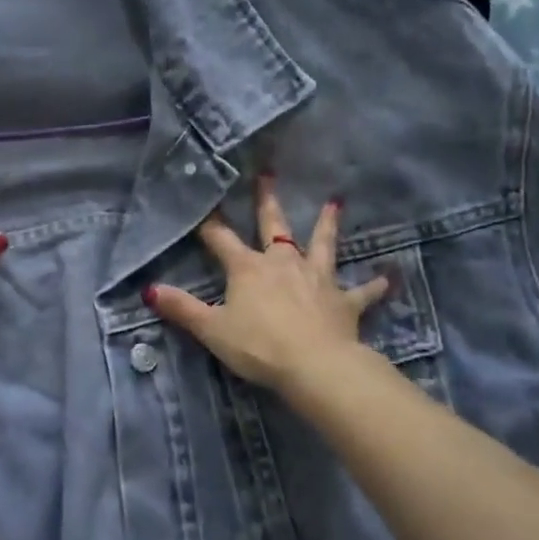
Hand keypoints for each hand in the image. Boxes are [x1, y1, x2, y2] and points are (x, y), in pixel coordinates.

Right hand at [147, 174, 389, 391]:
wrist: (314, 365)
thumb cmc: (258, 346)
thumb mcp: (212, 330)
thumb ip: (182, 308)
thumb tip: (149, 290)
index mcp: (248, 268)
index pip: (221, 239)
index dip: (209, 223)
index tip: (203, 202)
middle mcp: (283, 264)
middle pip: (273, 226)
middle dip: (267, 201)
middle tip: (268, 174)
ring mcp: (317, 279)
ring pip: (322, 245)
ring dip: (327, 225)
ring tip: (335, 203)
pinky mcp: (344, 301)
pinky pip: (362, 291)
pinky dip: (375, 284)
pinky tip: (389, 276)